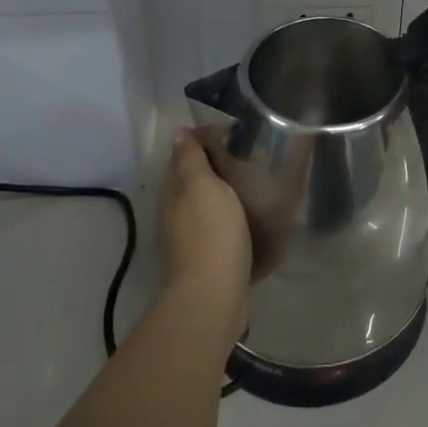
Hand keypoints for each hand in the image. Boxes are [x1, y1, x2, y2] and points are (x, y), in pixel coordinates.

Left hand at [160, 131, 251, 336]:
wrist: (214, 293)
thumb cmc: (211, 231)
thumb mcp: (201, 186)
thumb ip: (190, 159)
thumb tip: (178, 133)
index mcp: (173, 192)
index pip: (183, 156)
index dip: (205, 140)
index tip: (236, 133)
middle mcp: (175, 214)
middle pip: (194, 181)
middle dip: (216, 166)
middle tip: (249, 154)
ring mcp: (190, 239)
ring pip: (206, 205)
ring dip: (224, 193)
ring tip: (254, 182)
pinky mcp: (208, 258)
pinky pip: (219, 227)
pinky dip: (231, 217)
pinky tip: (250, 217)